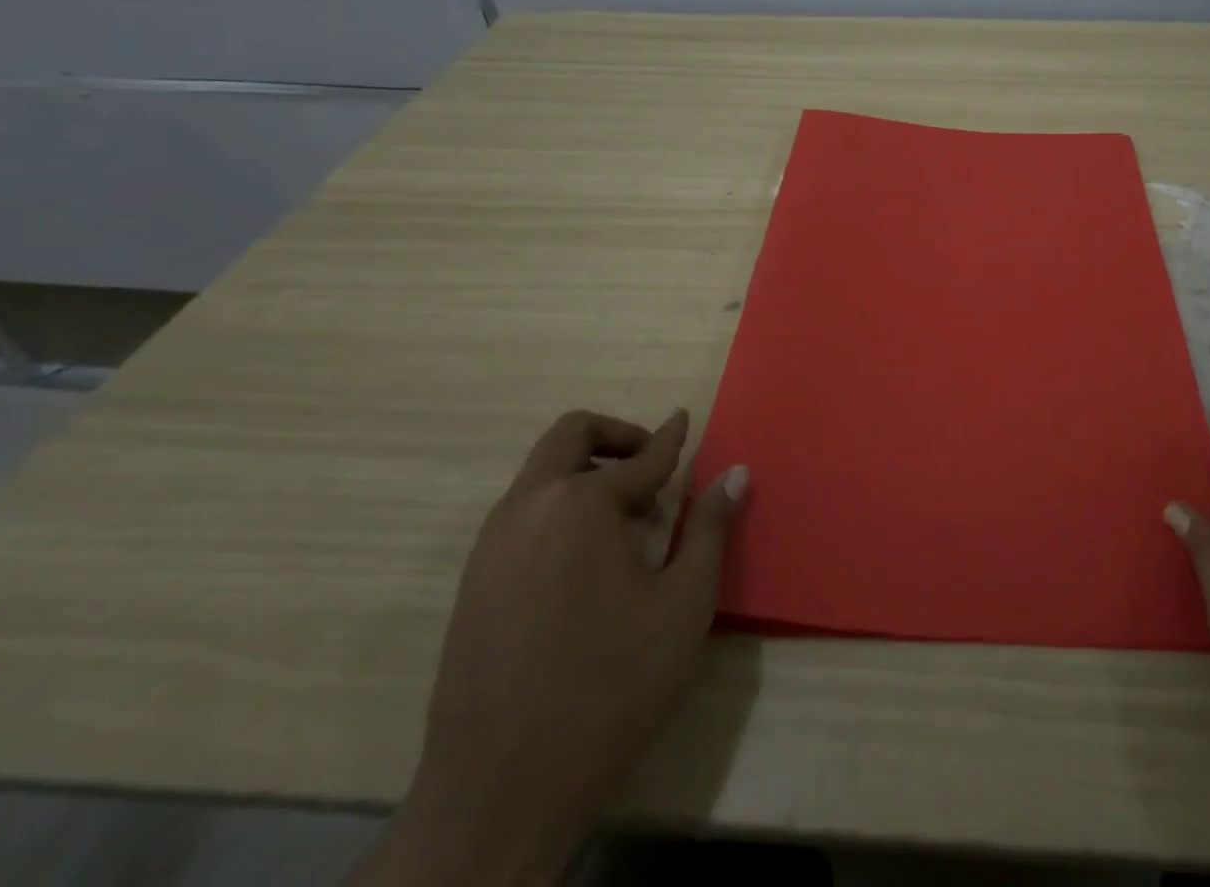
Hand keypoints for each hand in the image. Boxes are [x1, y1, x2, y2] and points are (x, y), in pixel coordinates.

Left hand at [351, 409, 747, 886]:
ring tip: (627, 521)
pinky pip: (522, 514)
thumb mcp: (683, 604)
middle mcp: (530, 506)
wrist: (499, 789)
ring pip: (542, 473)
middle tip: (651, 467)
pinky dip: (559, 507)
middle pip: (570, 436)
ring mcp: (493, 543)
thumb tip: (736, 472)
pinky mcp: (473, 580)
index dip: (671, 438)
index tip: (686, 419)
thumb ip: (710, 528)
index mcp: (583, 504)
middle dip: (616, 436)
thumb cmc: (610, 686)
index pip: (641, 456)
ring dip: (586, 472)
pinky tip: (587, 561)